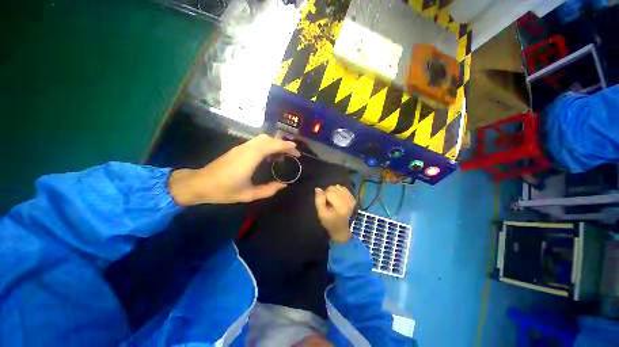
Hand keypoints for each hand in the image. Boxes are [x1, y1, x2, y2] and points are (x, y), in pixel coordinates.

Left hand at [169, 134, 299, 204]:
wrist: (200, 184)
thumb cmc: (224, 190)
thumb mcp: (248, 195)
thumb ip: (268, 190)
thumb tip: (283, 185)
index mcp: (249, 158)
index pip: (271, 145)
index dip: (285, 146)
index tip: (296, 151)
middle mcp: (246, 149)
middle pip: (267, 138)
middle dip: (282, 143)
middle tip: (292, 153)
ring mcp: (241, 147)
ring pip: (262, 139)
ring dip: (275, 143)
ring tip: (284, 154)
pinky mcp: (238, 149)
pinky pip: (256, 142)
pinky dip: (268, 145)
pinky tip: (270, 155)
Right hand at [314, 185, 355, 243]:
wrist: (341, 229)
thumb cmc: (330, 222)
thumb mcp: (321, 213)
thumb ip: (319, 200)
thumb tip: (317, 188)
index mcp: (341, 206)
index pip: (329, 192)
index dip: (323, 196)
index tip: (324, 205)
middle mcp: (348, 201)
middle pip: (333, 188)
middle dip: (328, 193)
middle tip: (328, 203)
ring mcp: (351, 199)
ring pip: (338, 187)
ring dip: (333, 192)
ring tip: (332, 201)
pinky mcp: (353, 198)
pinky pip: (343, 188)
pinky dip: (338, 191)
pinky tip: (337, 199)